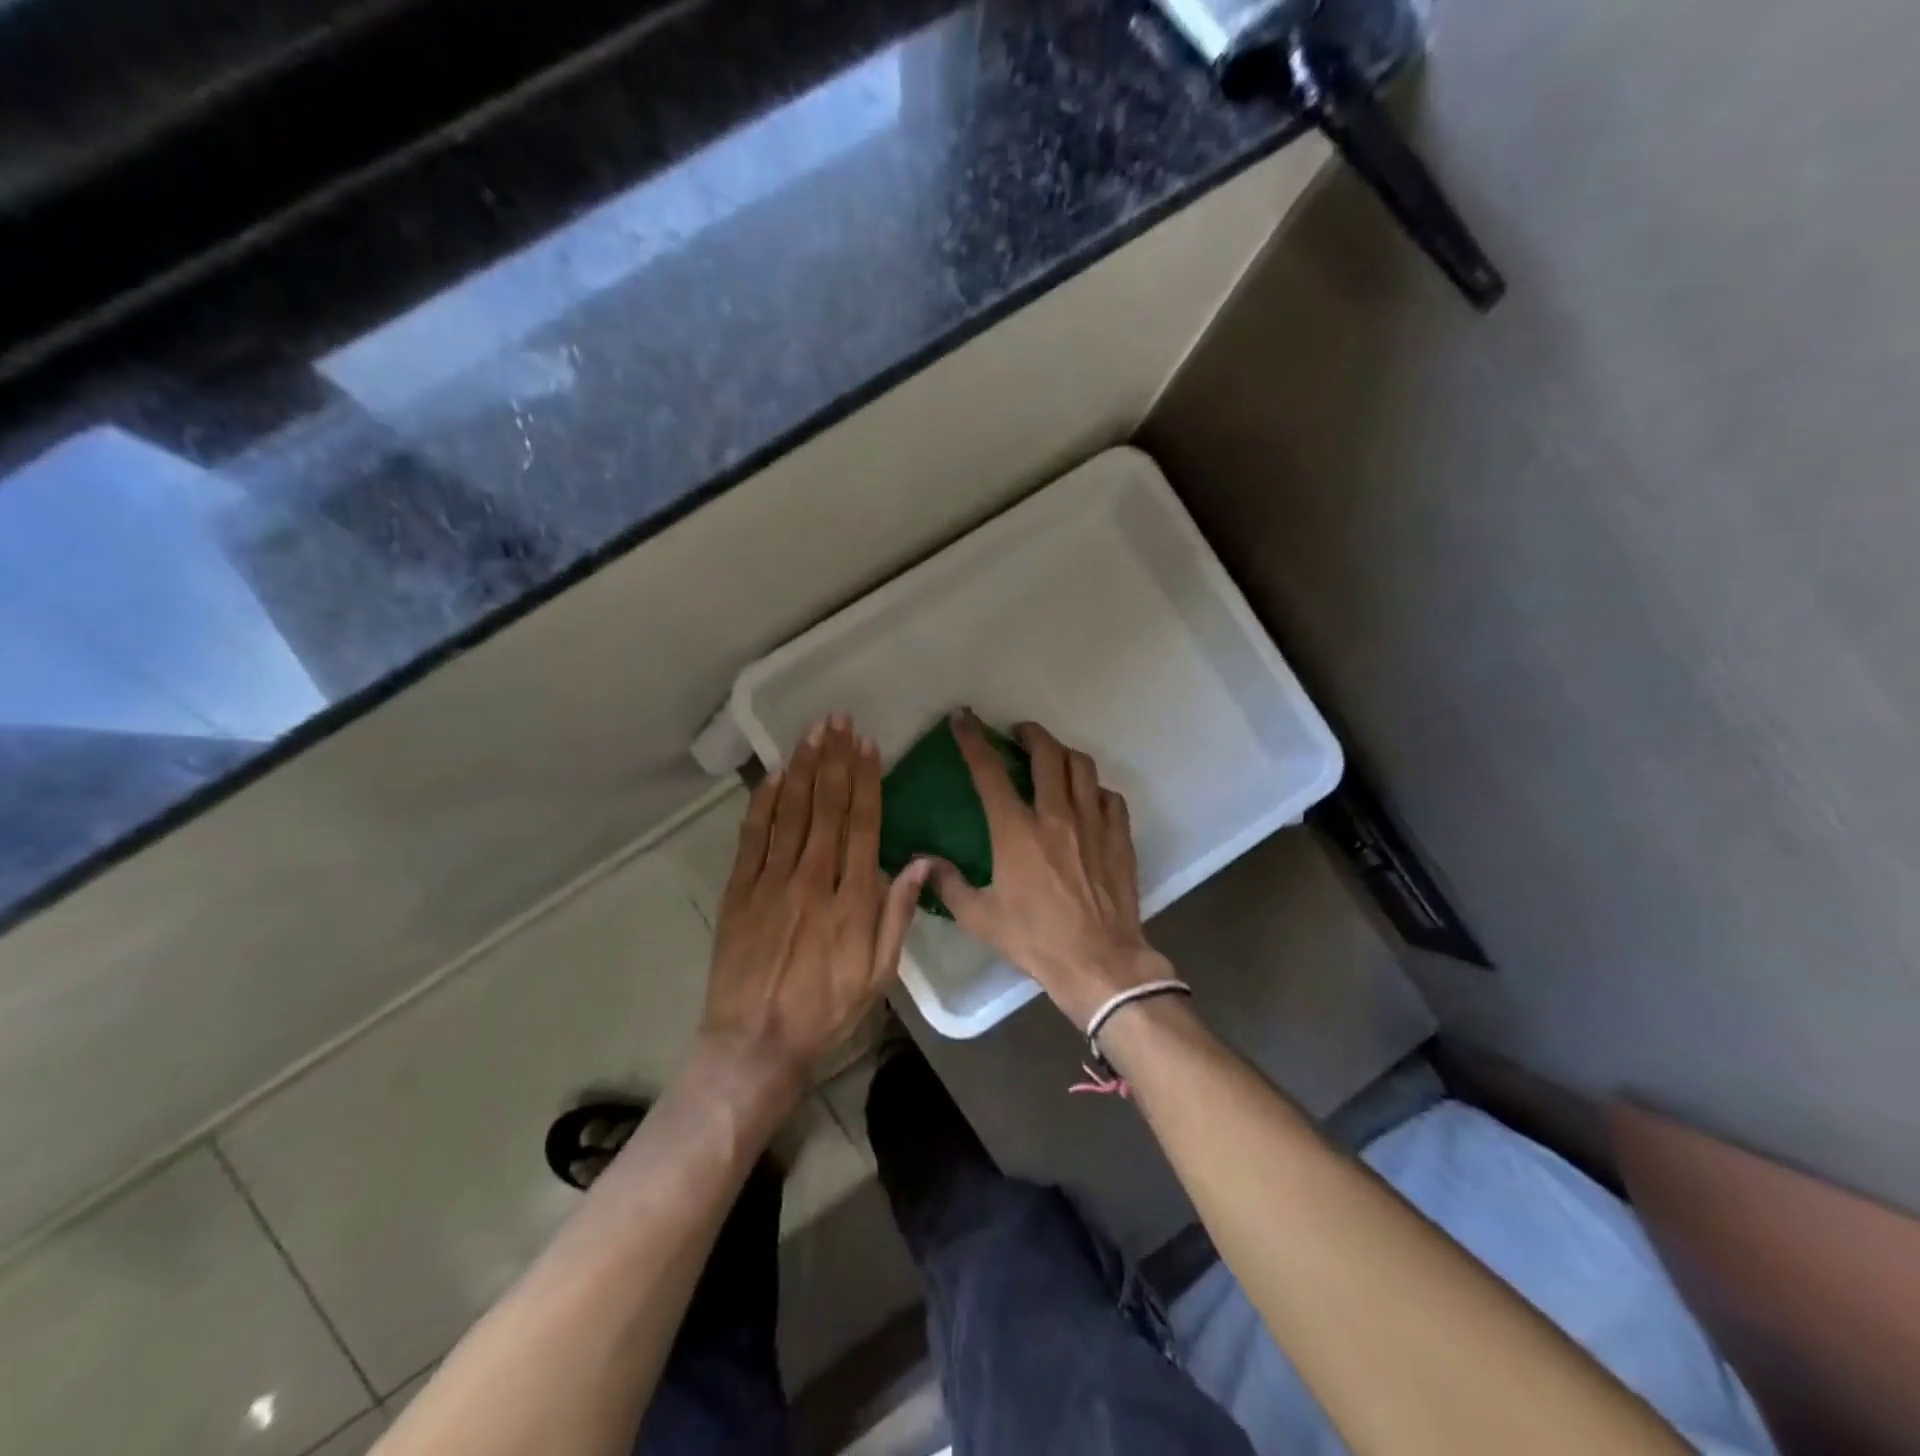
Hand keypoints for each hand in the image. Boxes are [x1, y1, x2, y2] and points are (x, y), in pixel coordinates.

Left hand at [701, 715, 929, 1093]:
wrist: (754, 1042)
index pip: (861, 825)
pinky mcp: (739, 891)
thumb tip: (918, 863)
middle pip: (826, 808)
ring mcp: (771, 882)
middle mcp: (811, 880)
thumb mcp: (878, 975)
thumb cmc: (825, 1010)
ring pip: (790, 813)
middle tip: (838, 720)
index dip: (866, 781)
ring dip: (803, 769)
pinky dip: (763, 802)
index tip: (867, 746)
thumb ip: (897, 916)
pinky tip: (774, 775)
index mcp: (850, 900)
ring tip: (812, 732)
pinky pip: (753, 836)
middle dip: (835, 760)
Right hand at [928, 712, 1173, 1027]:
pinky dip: (1094, 789)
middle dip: (1030, 733)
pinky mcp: (1119, 837)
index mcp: (1017, 831)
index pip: (989, 772)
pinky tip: (1087, 799)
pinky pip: (1108, 796)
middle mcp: (1056, 816)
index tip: (964, 717)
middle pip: (1047, 753)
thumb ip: (948, 883)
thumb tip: (921, 859)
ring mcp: (1093, 823)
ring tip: (1053, 758)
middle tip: (1019, 733)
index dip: (973, 739)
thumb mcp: (981, 918)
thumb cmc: (1036, 940)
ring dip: (1063, 753)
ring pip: (1082, 766)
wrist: (1100, 963)